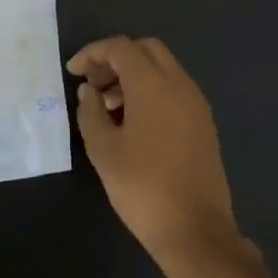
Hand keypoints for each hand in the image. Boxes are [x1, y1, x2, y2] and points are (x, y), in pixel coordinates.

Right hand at [68, 36, 251, 272]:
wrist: (195, 230)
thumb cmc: (142, 188)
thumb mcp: (103, 150)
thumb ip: (90, 112)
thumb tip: (88, 91)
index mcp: (153, 85)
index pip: (120, 48)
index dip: (92, 53)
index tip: (73, 72)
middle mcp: (180, 85)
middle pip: (146, 50)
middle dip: (116, 59)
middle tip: (93, 85)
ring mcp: (196, 103)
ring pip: (163, 69)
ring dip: (134, 75)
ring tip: (108, 107)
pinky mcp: (204, 123)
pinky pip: (175, 90)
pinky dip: (152, 91)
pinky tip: (133, 123)